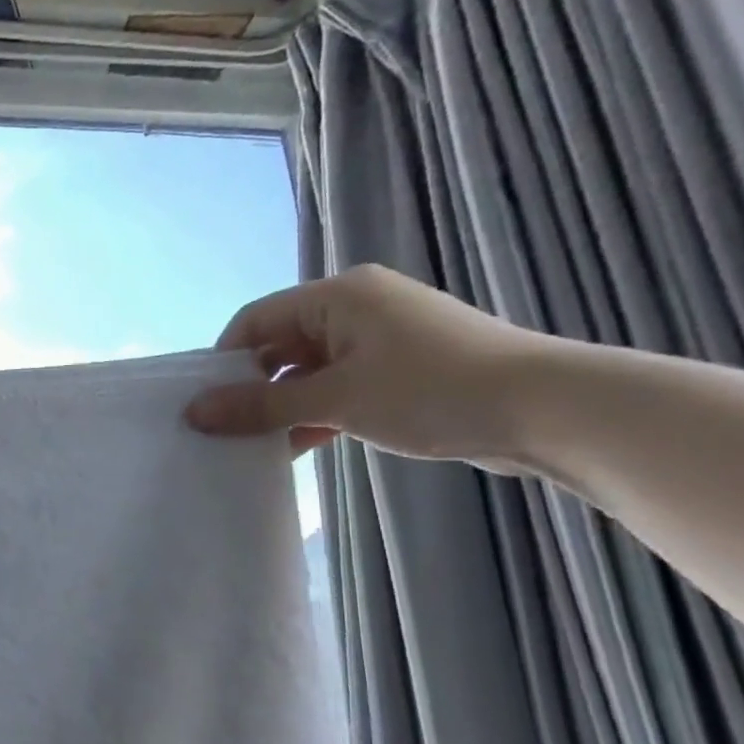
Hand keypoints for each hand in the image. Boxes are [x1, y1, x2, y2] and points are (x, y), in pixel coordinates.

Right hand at [184, 265, 544, 463]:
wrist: (550, 412)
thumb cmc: (430, 390)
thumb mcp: (334, 399)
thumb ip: (259, 406)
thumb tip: (193, 413)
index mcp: (339, 296)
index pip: (255, 320)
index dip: (223, 361)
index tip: (203, 405)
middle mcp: (357, 308)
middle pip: (280, 345)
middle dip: (251, 388)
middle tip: (225, 430)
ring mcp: (383, 340)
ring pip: (309, 371)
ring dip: (282, 407)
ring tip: (256, 446)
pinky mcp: (403, 370)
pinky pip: (339, 387)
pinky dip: (316, 413)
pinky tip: (298, 447)